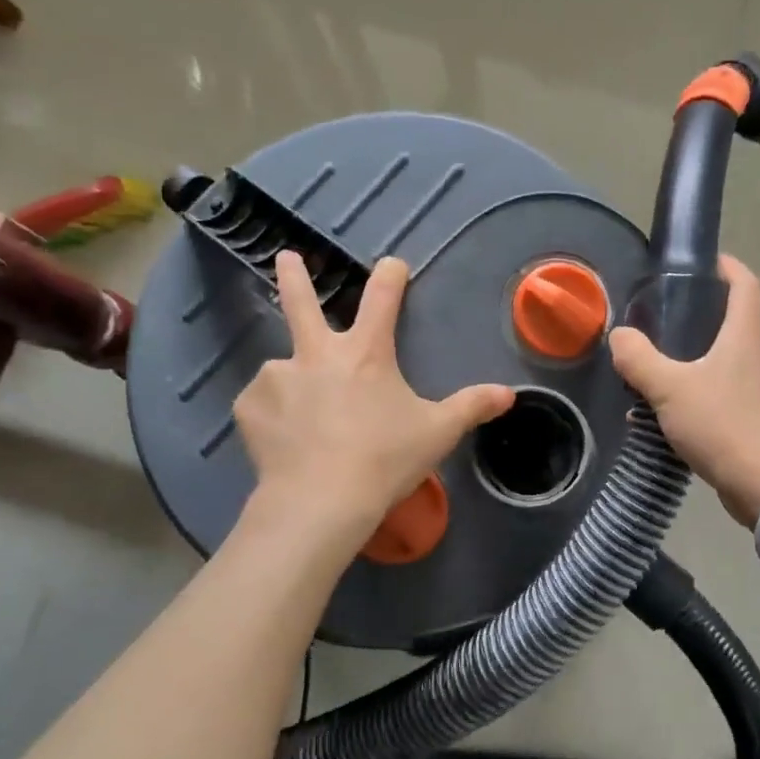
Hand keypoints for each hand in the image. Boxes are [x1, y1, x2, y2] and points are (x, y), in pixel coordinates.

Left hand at [233, 252, 514, 540]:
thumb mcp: (438, 432)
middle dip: (295, 276)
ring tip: (303, 419)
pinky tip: (283, 439)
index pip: (382, 299)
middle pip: (302, 303)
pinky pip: (262, 403)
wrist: (321, 501)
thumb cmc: (386, 459)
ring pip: (284, 368)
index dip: (390, 277)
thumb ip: (472, 407)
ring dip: (294, 380)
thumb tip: (510, 394)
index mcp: (366, 353)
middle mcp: (317, 354)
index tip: (392, 264)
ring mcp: (278, 377)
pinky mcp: (249, 408)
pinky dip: (272, 414)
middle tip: (286, 257)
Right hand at [609, 255, 759, 525]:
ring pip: (719, 360)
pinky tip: (659, 409)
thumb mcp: (669, 387)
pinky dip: (689, 391)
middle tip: (659, 314)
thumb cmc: (720, 425)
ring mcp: (752, 391)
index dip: (728, 266)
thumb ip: (639, 359)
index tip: (702, 261)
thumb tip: (619, 336)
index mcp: (742, 338)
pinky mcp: (746, 420)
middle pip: (731, 321)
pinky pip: (714, 393)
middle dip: (698, 313)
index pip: (746, 285)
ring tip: (650, 363)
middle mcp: (752, 358)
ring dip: (688, 356)